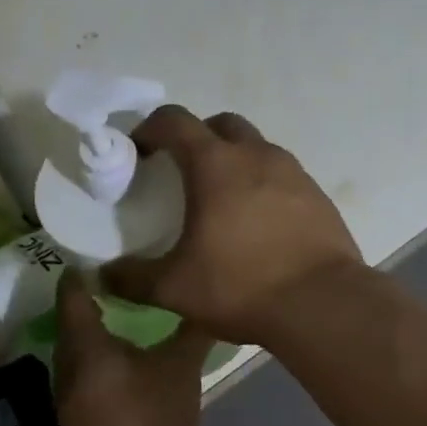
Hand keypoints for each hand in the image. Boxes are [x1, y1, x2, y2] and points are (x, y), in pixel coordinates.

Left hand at [54, 270, 212, 425]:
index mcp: (86, 343)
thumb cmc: (147, 420)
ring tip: (130, 314)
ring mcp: (70, 391)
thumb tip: (208, 301)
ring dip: (99, 330)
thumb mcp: (180, 370)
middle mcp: (68, 361)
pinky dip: (104, 357)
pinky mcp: (79, 414)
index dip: (84, 269)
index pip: (73, 292)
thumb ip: (193, 333)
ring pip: (80, 348)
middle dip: (94, 298)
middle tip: (125, 278)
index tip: (104, 252)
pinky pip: (88, 371)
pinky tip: (130, 360)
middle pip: (73, 319)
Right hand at [103, 107, 361, 345]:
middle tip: (183, 172)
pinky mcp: (317, 196)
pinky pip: (283, 175)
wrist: (322, 305)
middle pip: (221, 124)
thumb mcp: (175, 288)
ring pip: (256, 147)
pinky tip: (258, 224)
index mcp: (215, 164)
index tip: (140, 152)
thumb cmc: (241, 286)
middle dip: (197, 138)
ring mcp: (293, 172)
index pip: (174, 121)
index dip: (150, 129)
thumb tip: (103, 277)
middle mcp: (256, 155)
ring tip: (222, 201)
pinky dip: (263, 185)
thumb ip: (132, 279)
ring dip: (234, 160)